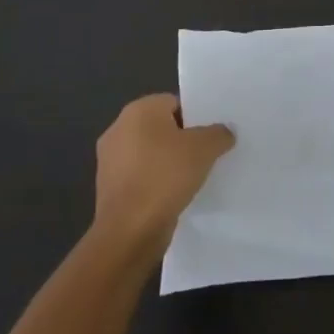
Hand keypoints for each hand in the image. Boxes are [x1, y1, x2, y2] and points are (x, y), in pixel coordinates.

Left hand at [92, 94, 233, 256]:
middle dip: (183, 140)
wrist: (130, 230)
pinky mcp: (109, 188)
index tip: (211, 135)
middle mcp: (118, 129)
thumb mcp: (205, 148)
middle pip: (162, 127)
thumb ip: (219, 133)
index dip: (196, 117)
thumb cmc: (166, 176)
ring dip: (169, 163)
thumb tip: (224, 132)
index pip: (174, 103)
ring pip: (151, 153)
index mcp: (138, 110)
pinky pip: (141, 176)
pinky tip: (175, 195)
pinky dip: (157, 182)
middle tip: (207, 153)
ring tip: (194, 176)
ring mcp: (110, 160)